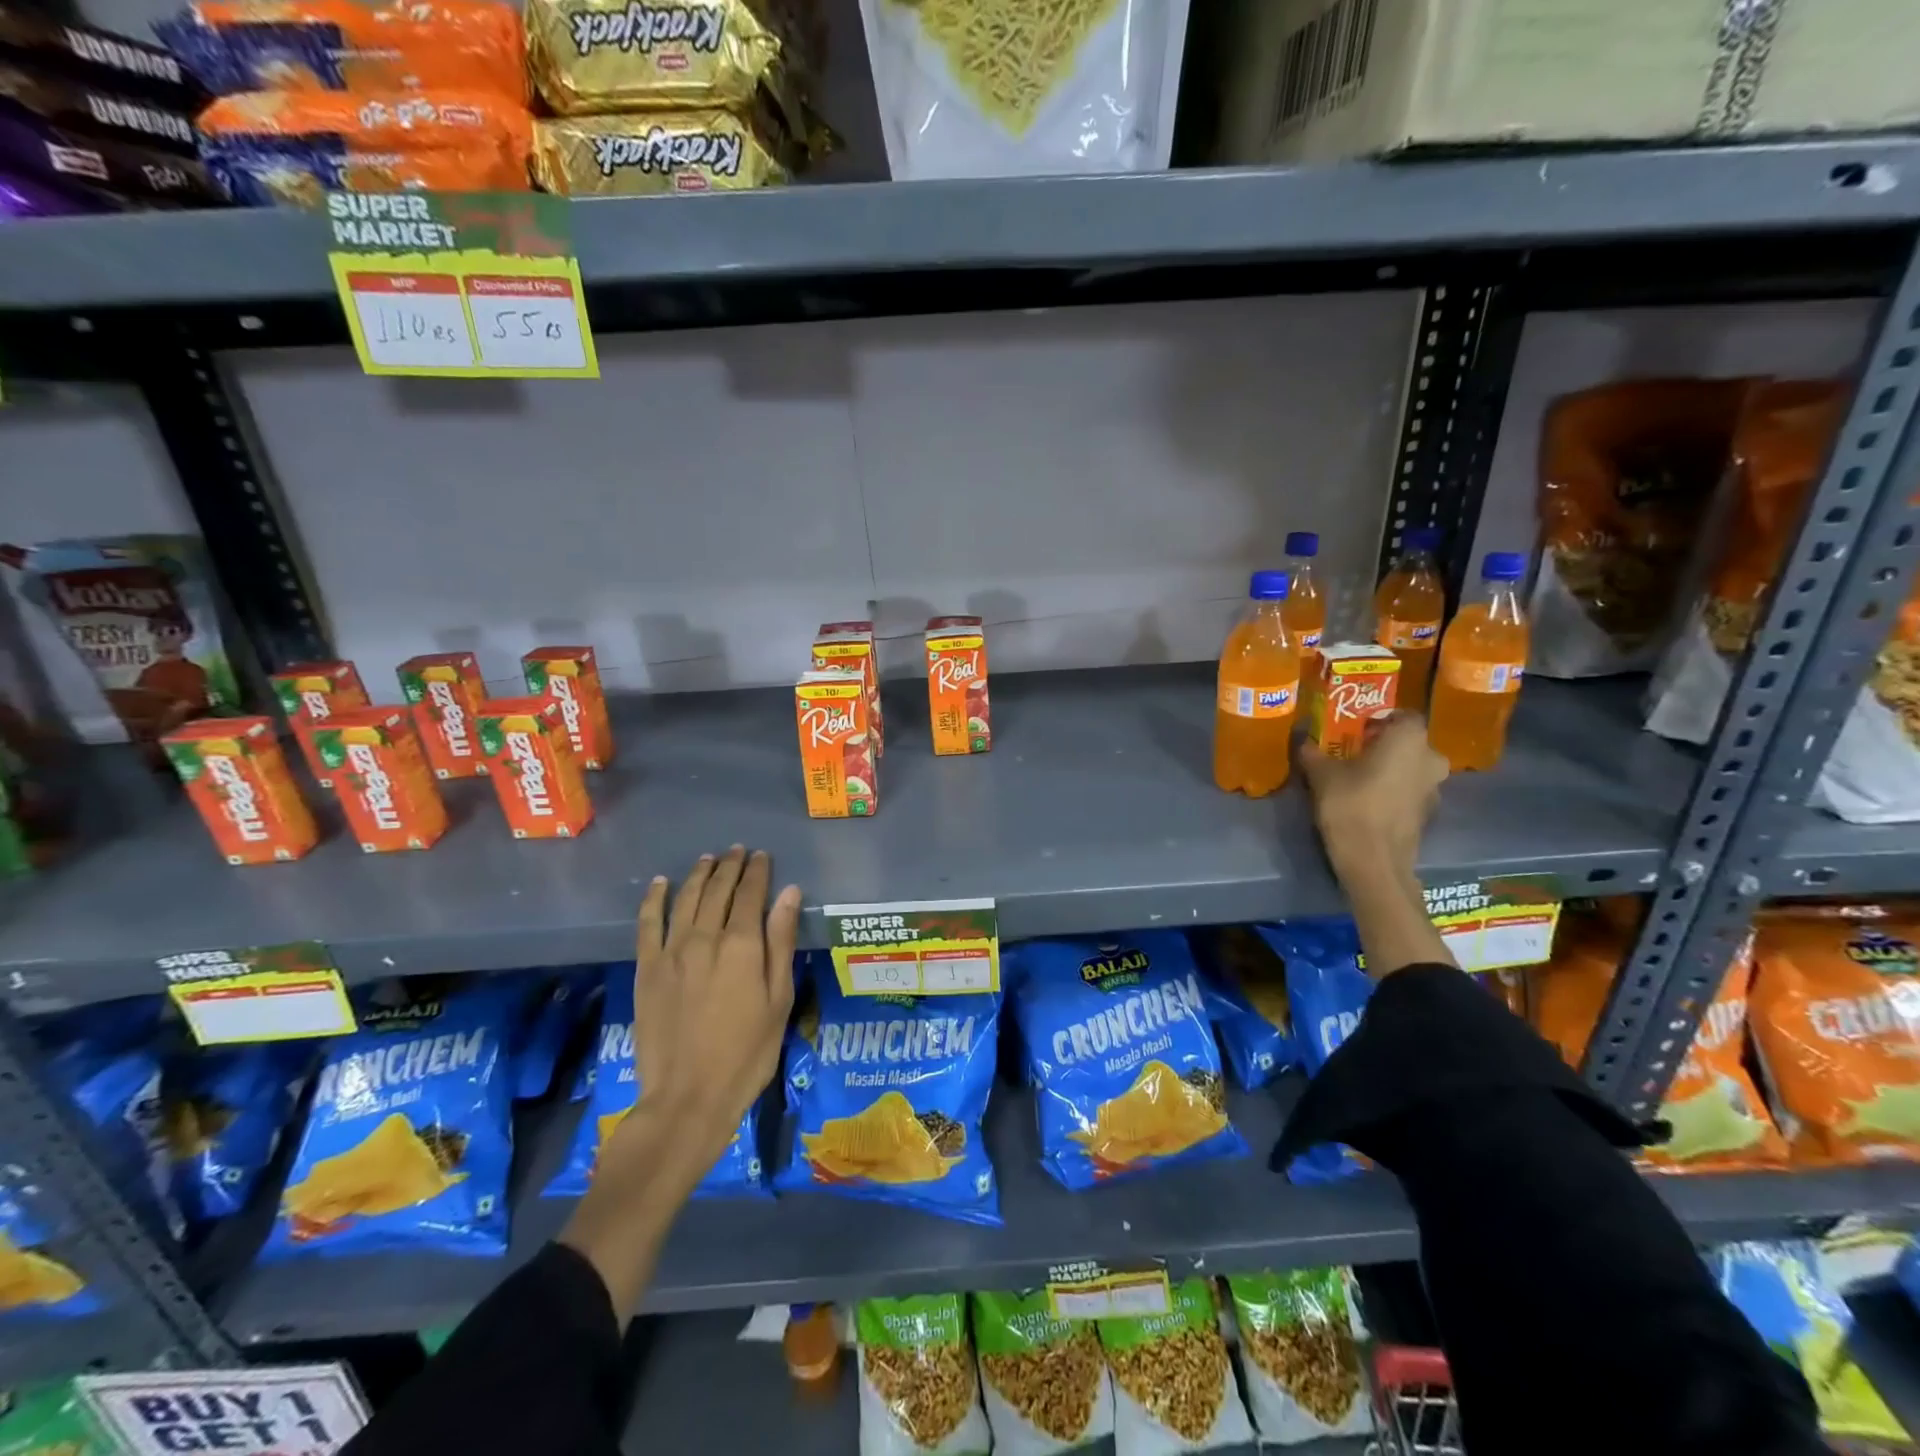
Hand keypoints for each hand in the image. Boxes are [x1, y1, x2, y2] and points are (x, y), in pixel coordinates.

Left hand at [611, 846, 800, 1196]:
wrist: (687, 1099)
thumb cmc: (747, 1053)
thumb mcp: (779, 999)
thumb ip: (781, 942)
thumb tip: (790, 893)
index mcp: (742, 946)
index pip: (750, 894)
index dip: (757, 871)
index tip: (762, 856)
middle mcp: (705, 938)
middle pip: (717, 890)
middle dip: (729, 867)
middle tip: (737, 851)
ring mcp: (671, 953)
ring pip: (685, 900)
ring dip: (698, 875)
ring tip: (707, 859)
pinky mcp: (646, 970)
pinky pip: (647, 924)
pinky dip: (654, 900)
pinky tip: (660, 884)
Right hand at [1299, 712, 1447, 875]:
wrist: (1374, 860)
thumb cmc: (1350, 804)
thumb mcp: (1321, 774)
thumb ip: (1313, 752)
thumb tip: (1304, 741)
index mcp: (1409, 739)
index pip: (1404, 715)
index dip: (1381, 719)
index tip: (1357, 728)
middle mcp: (1430, 758)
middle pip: (1409, 743)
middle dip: (1386, 745)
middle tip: (1355, 752)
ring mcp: (1434, 788)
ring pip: (1412, 768)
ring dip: (1391, 769)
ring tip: (1358, 778)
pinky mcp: (1428, 813)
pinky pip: (1410, 791)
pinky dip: (1394, 791)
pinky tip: (1369, 801)